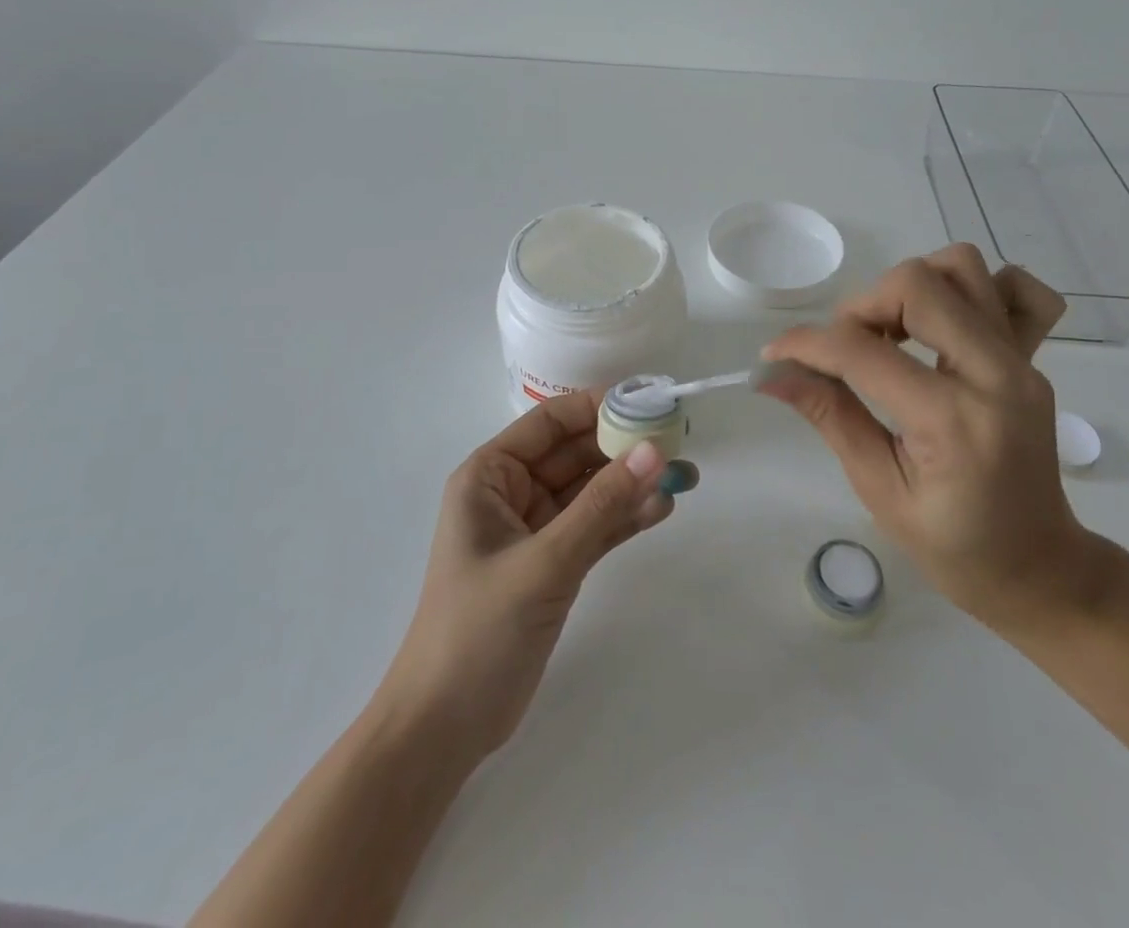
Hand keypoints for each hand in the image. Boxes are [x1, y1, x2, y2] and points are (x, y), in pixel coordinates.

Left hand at [379, 390, 676, 760]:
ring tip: (683, 474)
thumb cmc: (479, 630)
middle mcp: (511, 493)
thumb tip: (653, 450)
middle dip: (623, 446)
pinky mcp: (553, 564)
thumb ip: (602, 506)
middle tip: (678, 440)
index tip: (649, 401)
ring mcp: (534, 530)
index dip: (598, 406)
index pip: (550, 422)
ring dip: (631, 483)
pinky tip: (662, 509)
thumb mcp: (544, 561)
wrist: (444, 728)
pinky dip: (625, 518)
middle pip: (575, 453)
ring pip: (590, 491)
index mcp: (490, 475)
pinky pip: (595, 527)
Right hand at [758, 244, 1099, 632]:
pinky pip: (1015, 290)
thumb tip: (772, 374)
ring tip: (890, 334)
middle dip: (861, 307)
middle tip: (843, 349)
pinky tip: (944, 326)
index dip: (806, 344)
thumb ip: (829, 416)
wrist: (1040, 568)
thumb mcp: (879, 488)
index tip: (774, 354)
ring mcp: (1022, 360)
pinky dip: (973, 290)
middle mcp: (995, 374)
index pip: (863, 352)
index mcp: (953, 421)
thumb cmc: (954, 547)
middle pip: (917, 285)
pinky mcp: (1032, 357)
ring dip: (909, 289)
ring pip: (960, 268)